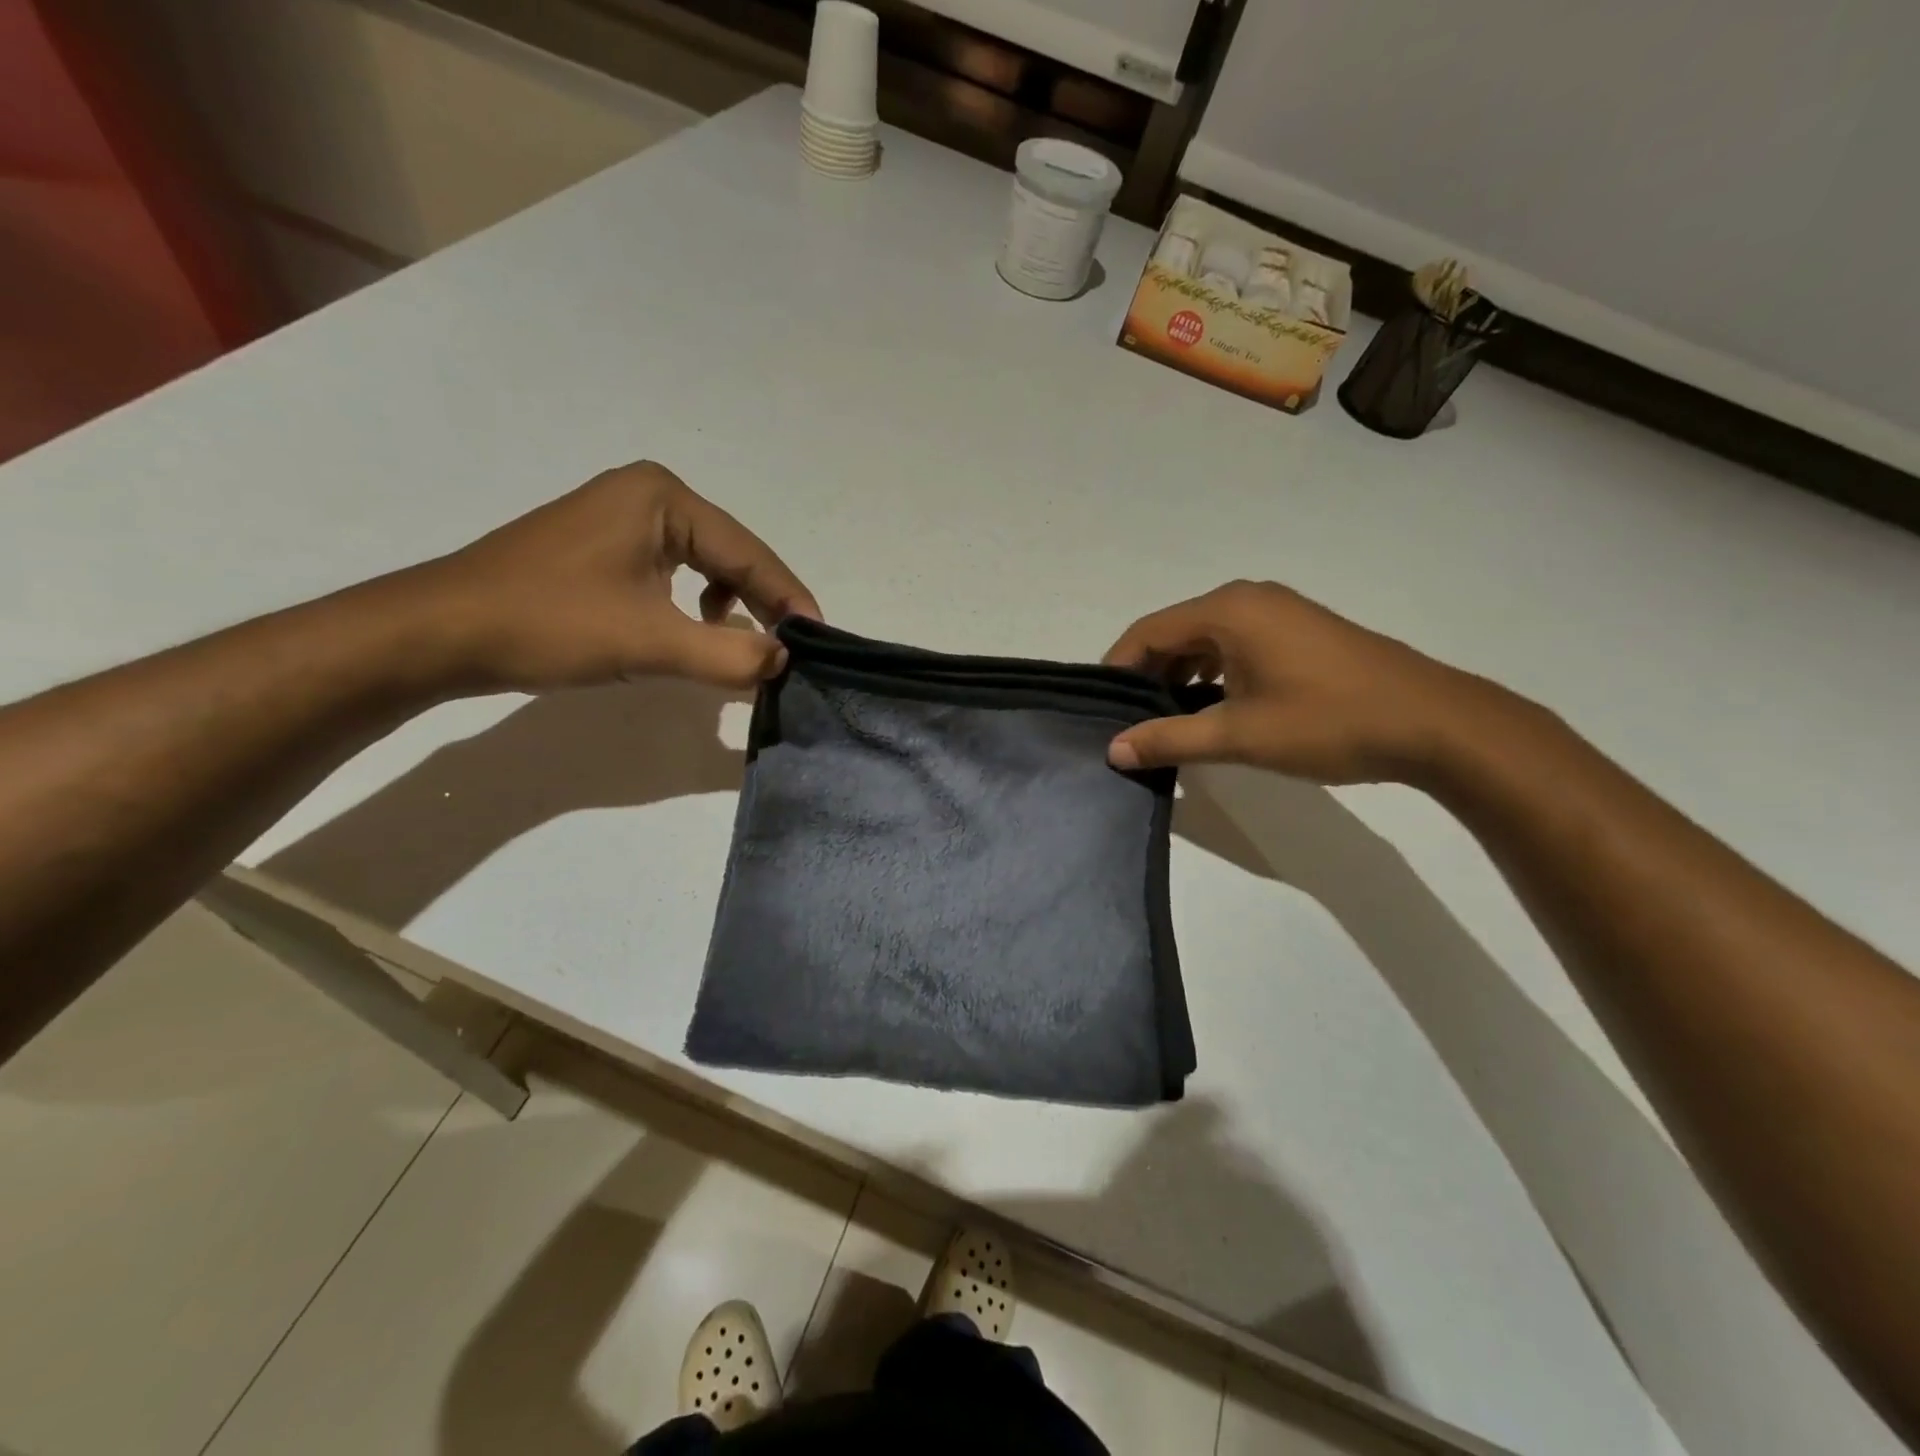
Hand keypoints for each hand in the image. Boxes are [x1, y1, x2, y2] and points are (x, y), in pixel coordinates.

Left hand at [410, 462, 820, 691]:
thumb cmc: (550, 624)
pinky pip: (673, 574)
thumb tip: (783, 660)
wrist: (442, 632)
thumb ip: (729, 655)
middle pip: (730, 555)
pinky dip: (694, 607)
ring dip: (731, 607)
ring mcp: (622, 518)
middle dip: (762, 603)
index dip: (788, 599)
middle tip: (789, 649)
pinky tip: (692, 632)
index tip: (818, 640)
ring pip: (704, 566)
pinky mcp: (604, 547)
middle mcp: (648, 495)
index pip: (748, 552)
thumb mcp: (650, 642)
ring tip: (741, 646)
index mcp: (663, 497)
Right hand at [1102, 580, 1496, 784]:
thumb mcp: (1239, 735)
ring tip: (1166, 722)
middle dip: (1148, 675)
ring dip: (1180, 676)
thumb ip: (1170, 739)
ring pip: (1206, 640)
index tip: (1103, 709)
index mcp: (1228, 610)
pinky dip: (1214, 674)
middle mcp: (1249, 599)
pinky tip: (1212, 710)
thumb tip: (1113, 750)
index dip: (1118, 668)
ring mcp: (1279, 613)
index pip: (1147, 631)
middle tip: (1132, 722)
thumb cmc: (1327, 721)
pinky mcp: (1299, 632)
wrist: (1433, 723)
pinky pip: (1236, 645)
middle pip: (1175, 632)